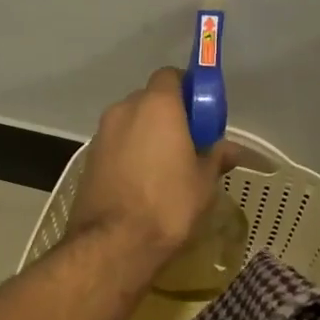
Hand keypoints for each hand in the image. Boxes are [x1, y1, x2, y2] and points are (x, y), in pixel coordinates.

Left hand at [68, 67, 240, 270]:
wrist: (114, 243)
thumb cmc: (168, 205)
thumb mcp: (204, 182)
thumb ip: (216, 157)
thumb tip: (231, 149)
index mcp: (157, 105)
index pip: (172, 76)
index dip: (188, 91)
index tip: (202, 116)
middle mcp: (124, 110)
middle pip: (150, 101)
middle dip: (168, 117)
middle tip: (188, 146)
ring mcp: (101, 135)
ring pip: (131, 125)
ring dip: (147, 138)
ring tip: (165, 171)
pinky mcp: (88, 160)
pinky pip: (117, 147)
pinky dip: (130, 156)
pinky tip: (142, 185)